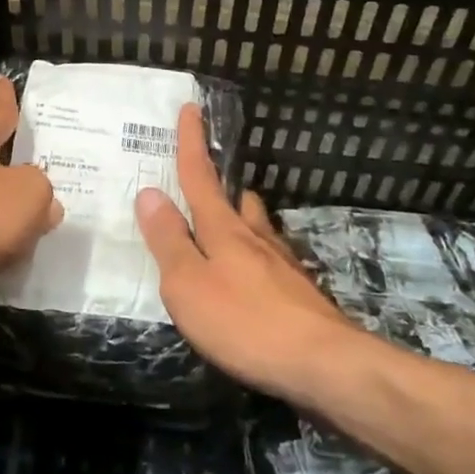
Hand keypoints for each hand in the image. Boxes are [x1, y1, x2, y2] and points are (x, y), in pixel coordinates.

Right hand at [135, 105, 353, 398]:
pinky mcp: (299, 293)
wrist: (325, 364)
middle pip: (235, 199)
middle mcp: (255, 237)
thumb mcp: (188, 284)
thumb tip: (149, 193)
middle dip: (219, 184)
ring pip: (257, 227)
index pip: (200, 176)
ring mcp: (282, 264)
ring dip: (240, 217)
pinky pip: (269, 259)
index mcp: (223, 229)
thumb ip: (168, 240)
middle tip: (204, 179)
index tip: (192, 108)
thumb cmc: (245, 322)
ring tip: (226, 224)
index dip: (192, 142)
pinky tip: (252, 275)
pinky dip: (254, 256)